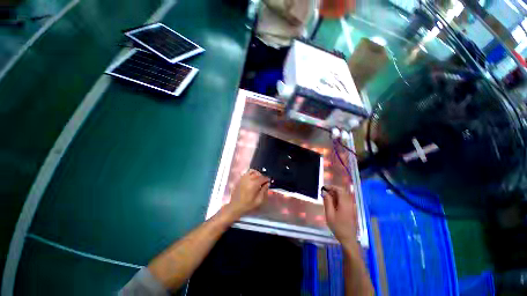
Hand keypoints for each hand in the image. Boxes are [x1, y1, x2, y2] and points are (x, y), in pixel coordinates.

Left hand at [225, 169, 269, 218]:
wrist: (235, 206)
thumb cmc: (248, 205)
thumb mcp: (259, 200)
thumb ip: (264, 190)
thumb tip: (267, 184)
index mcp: (254, 184)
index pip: (263, 178)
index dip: (267, 180)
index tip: (269, 182)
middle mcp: (249, 179)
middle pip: (258, 174)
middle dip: (262, 177)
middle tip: (264, 182)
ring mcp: (243, 178)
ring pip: (252, 172)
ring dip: (257, 174)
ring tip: (258, 180)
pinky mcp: (240, 179)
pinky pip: (247, 173)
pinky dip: (251, 174)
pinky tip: (252, 179)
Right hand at [322, 186, 358, 247]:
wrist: (348, 239)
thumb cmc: (337, 227)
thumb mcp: (329, 214)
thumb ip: (327, 201)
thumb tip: (325, 192)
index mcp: (345, 203)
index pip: (339, 189)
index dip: (331, 186)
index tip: (323, 188)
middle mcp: (350, 203)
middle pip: (342, 192)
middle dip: (333, 190)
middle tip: (324, 194)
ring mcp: (353, 207)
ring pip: (344, 196)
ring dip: (335, 195)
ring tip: (327, 199)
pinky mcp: (353, 210)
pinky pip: (346, 200)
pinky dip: (339, 199)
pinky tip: (333, 204)